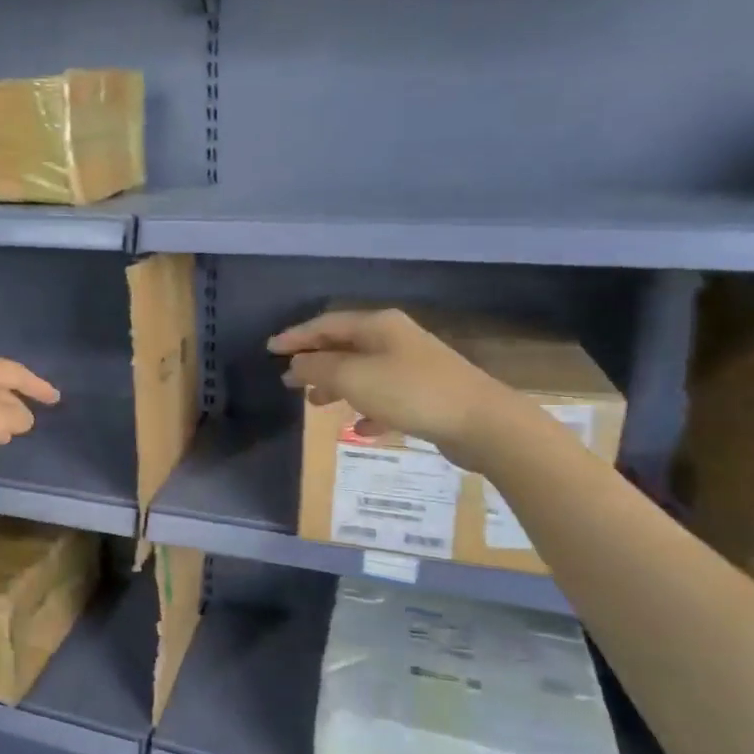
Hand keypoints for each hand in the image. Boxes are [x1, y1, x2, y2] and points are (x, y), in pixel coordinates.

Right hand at [268, 308, 525, 464]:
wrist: (482, 423)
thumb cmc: (410, 392)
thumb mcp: (354, 377)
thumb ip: (319, 367)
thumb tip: (297, 362)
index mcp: (378, 326)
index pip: (326, 324)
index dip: (296, 336)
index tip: (270, 349)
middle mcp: (395, 340)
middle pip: (345, 346)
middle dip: (315, 362)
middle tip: (288, 380)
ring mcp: (414, 367)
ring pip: (363, 372)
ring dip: (337, 386)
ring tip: (315, 404)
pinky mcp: (427, 395)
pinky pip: (387, 398)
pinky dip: (368, 410)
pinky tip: (361, 428)